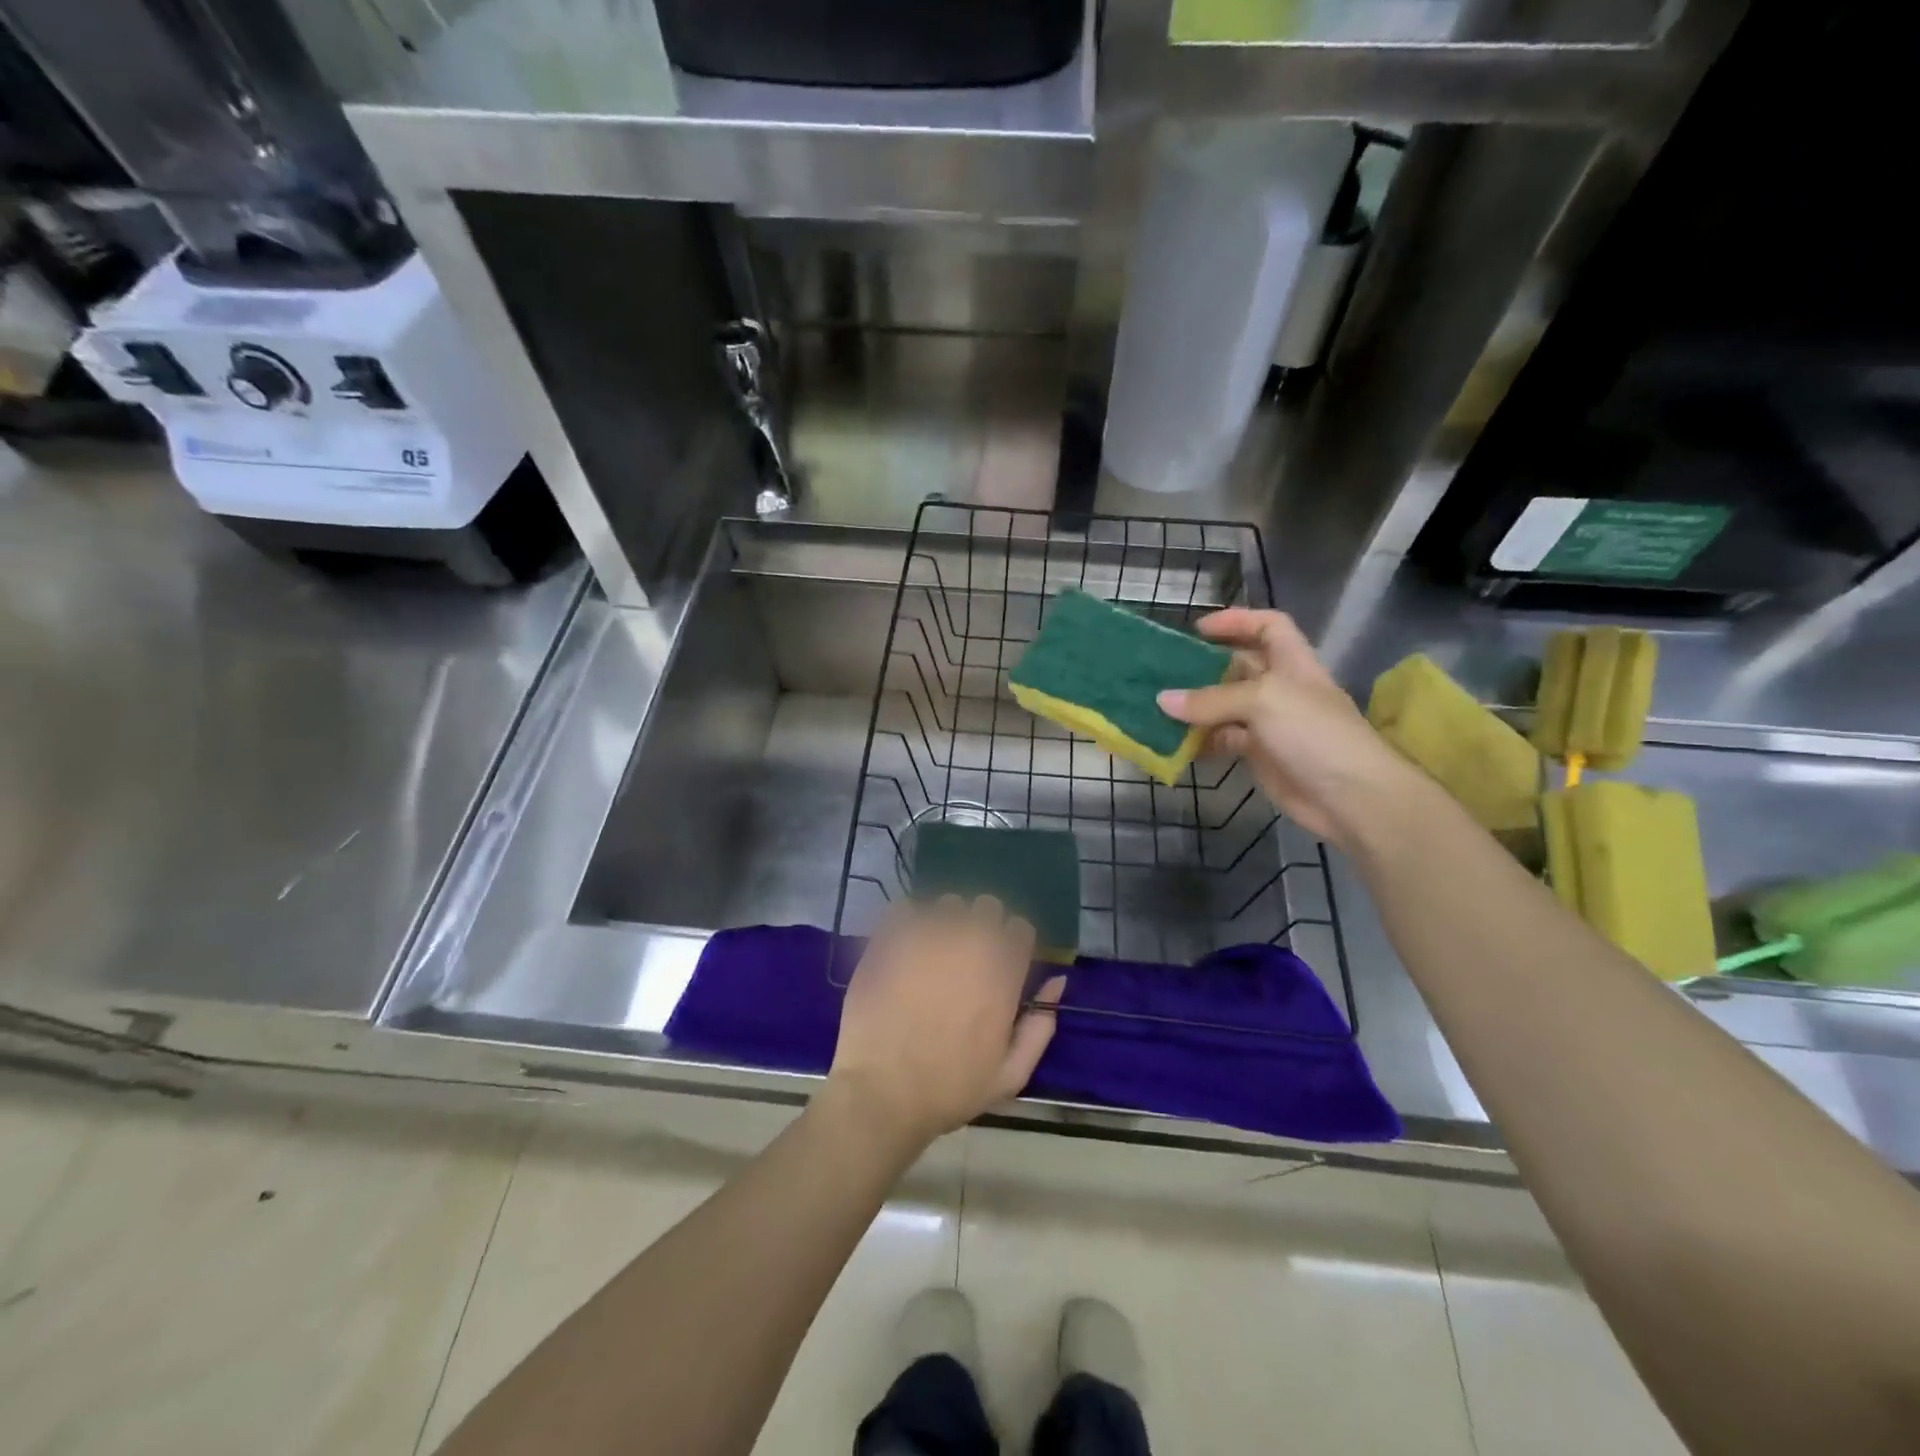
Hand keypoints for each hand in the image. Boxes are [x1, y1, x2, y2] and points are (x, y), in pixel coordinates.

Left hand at [826, 897, 1065, 1153]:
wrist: (882, 1092)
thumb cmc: (950, 1089)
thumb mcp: (1010, 1074)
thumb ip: (1040, 1025)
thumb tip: (1057, 981)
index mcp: (1003, 972)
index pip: (1020, 928)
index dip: (1011, 943)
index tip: (999, 962)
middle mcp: (970, 943)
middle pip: (987, 906)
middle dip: (981, 925)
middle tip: (965, 956)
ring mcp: (928, 935)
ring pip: (947, 904)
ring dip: (944, 922)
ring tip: (930, 951)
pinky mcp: (890, 937)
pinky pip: (905, 907)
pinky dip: (906, 921)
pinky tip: (902, 946)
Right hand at [1156, 608, 1420, 850]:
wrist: (1350, 797)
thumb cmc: (1314, 733)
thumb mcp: (1264, 702)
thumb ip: (1212, 699)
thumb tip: (1162, 700)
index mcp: (1292, 663)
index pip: (1268, 627)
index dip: (1237, 621)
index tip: (1199, 629)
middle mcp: (1280, 688)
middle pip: (1238, 667)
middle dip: (1204, 667)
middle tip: (1163, 671)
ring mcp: (1270, 723)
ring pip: (1225, 706)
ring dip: (1196, 707)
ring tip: (1159, 708)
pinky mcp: (1260, 755)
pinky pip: (1223, 740)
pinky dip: (1200, 740)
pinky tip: (1176, 743)